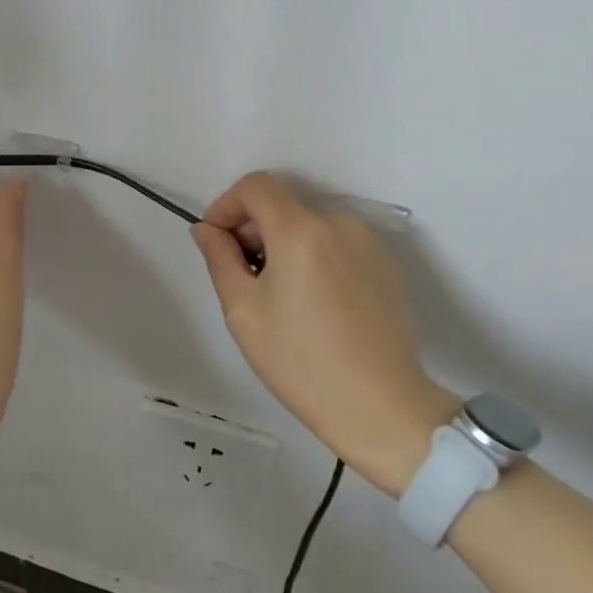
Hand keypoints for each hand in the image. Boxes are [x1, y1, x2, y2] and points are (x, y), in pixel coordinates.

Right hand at [191, 172, 458, 494]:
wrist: (381, 408)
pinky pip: (337, 242)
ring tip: (280, 293)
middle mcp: (338, 224)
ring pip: (310, 223)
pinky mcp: (386, 264)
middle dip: (253, 227)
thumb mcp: (243, 311)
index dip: (227, 204)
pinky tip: (314, 301)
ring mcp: (368, 242)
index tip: (217, 241)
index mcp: (300, 230)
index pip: (256, 185)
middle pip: (283, 203)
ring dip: (284, 242)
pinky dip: (314, 255)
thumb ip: (219, 258)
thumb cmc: (301, 362)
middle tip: (242, 275)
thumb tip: (207, 229)